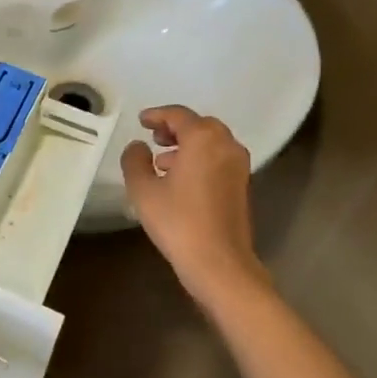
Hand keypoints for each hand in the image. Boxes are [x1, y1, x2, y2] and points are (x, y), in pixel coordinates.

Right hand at [122, 106, 269, 305]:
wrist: (219, 262)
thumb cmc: (178, 221)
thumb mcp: (143, 190)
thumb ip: (135, 160)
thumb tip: (138, 146)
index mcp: (203, 139)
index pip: (178, 115)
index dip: (157, 115)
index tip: (141, 120)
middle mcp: (226, 145)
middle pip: (199, 125)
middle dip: (176, 128)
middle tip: (154, 137)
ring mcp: (238, 166)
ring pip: (211, 143)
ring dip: (188, 145)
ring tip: (162, 161)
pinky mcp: (241, 186)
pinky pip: (218, 159)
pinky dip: (200, 159)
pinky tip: (180, 180)